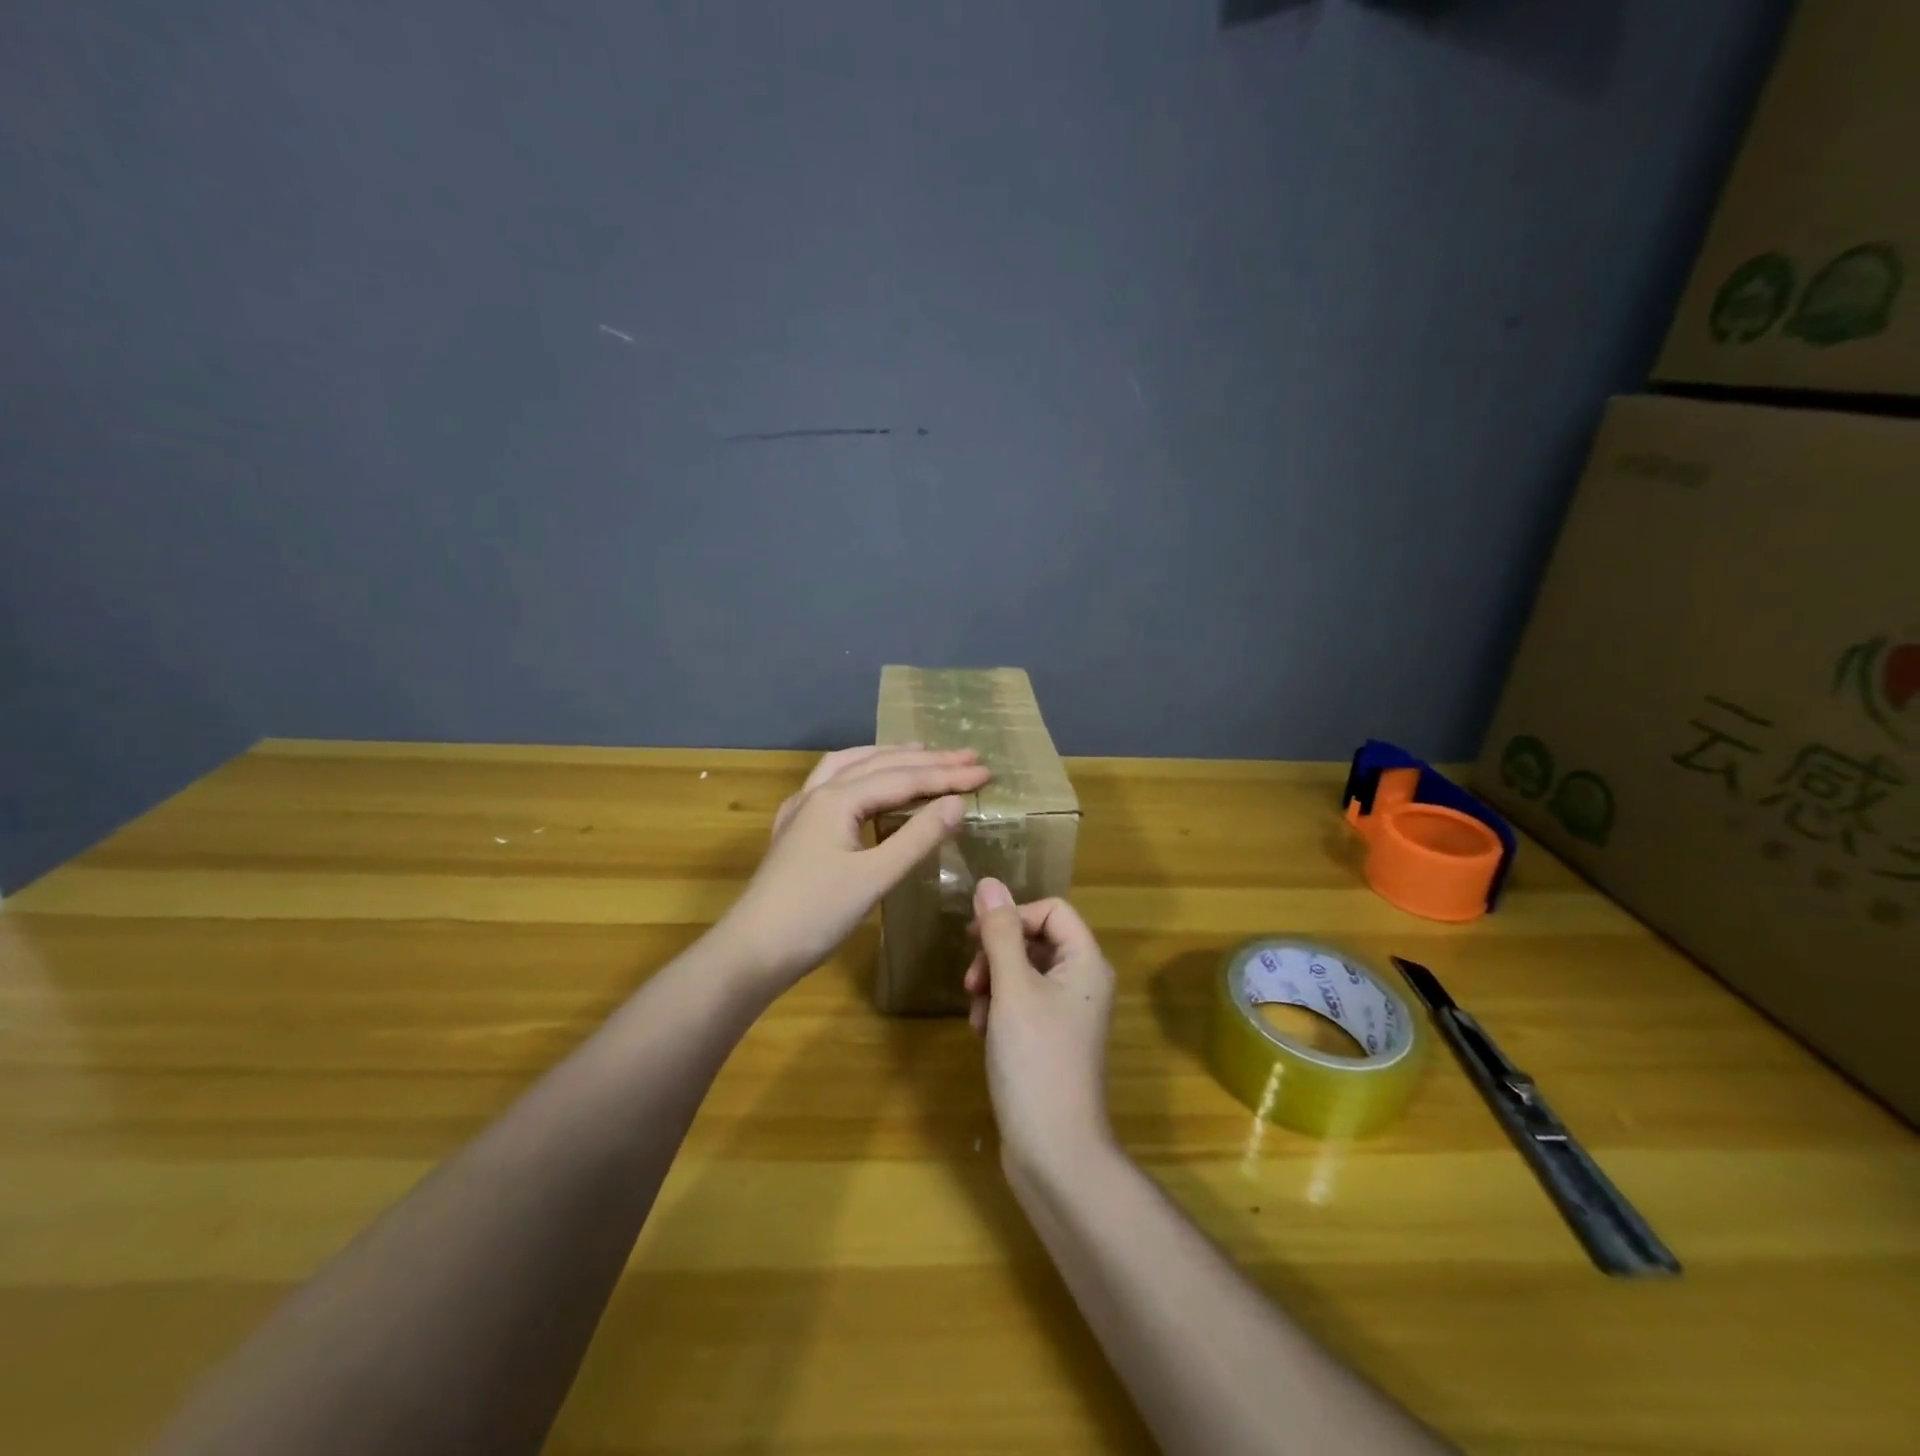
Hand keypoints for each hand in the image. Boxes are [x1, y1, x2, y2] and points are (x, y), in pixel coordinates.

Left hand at [717, 745, 991, 989]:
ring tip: (920, 751)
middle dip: (926, 760)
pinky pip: (831, 785)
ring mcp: (801, 810)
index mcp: (837, 799)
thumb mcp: (873, 877)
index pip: (903, 779)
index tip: (985, 771)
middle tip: (967, 755)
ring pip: (850, 767)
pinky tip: (865, 784)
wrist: (752, 951)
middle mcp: (818, 793)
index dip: (947, 775)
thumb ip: (917, 837)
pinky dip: (859, 774)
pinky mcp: (795, 830)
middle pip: (879, 765)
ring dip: (888, 757)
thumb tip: (957, 803)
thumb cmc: (815, 916)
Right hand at [964, 878, 1117, 1177]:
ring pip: (1024, 973)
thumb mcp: (1012, 989)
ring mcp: (1068, 1014)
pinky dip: (999, 1009)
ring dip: (993, 982)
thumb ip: (999, 934)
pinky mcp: (1051, 1041)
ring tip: (976, 1011)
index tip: (977, 936)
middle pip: (1036, 940)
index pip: (1052, 910)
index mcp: (1086, 963)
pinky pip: (1023, 1004)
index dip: (1014, 915)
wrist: (1055, 1150)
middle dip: (998, 953)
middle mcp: (1083, 983)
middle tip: (972, 979)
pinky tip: (981, 1031)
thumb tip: (989, 883)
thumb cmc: (1036, 1060)